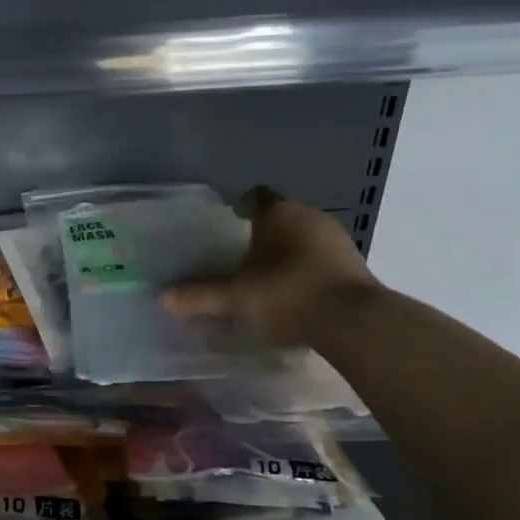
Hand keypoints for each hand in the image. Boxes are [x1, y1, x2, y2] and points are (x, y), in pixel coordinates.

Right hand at [164, 187, 379, 346]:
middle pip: (281, 217)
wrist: (355, 322)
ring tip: (266, 275)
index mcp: (280, 213)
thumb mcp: (236, 297)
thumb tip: (164, 297)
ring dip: (287, 251)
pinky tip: (294, 292)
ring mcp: (337, 240)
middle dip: (263, 232)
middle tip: (241, 253)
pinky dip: (306, 270)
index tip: (230, 220)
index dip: (241, 206)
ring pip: (303, 238)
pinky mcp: (354, 266)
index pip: (256, 196)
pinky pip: (320, 259)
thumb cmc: (287, 293)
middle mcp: (310, 217)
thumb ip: (201, 294)